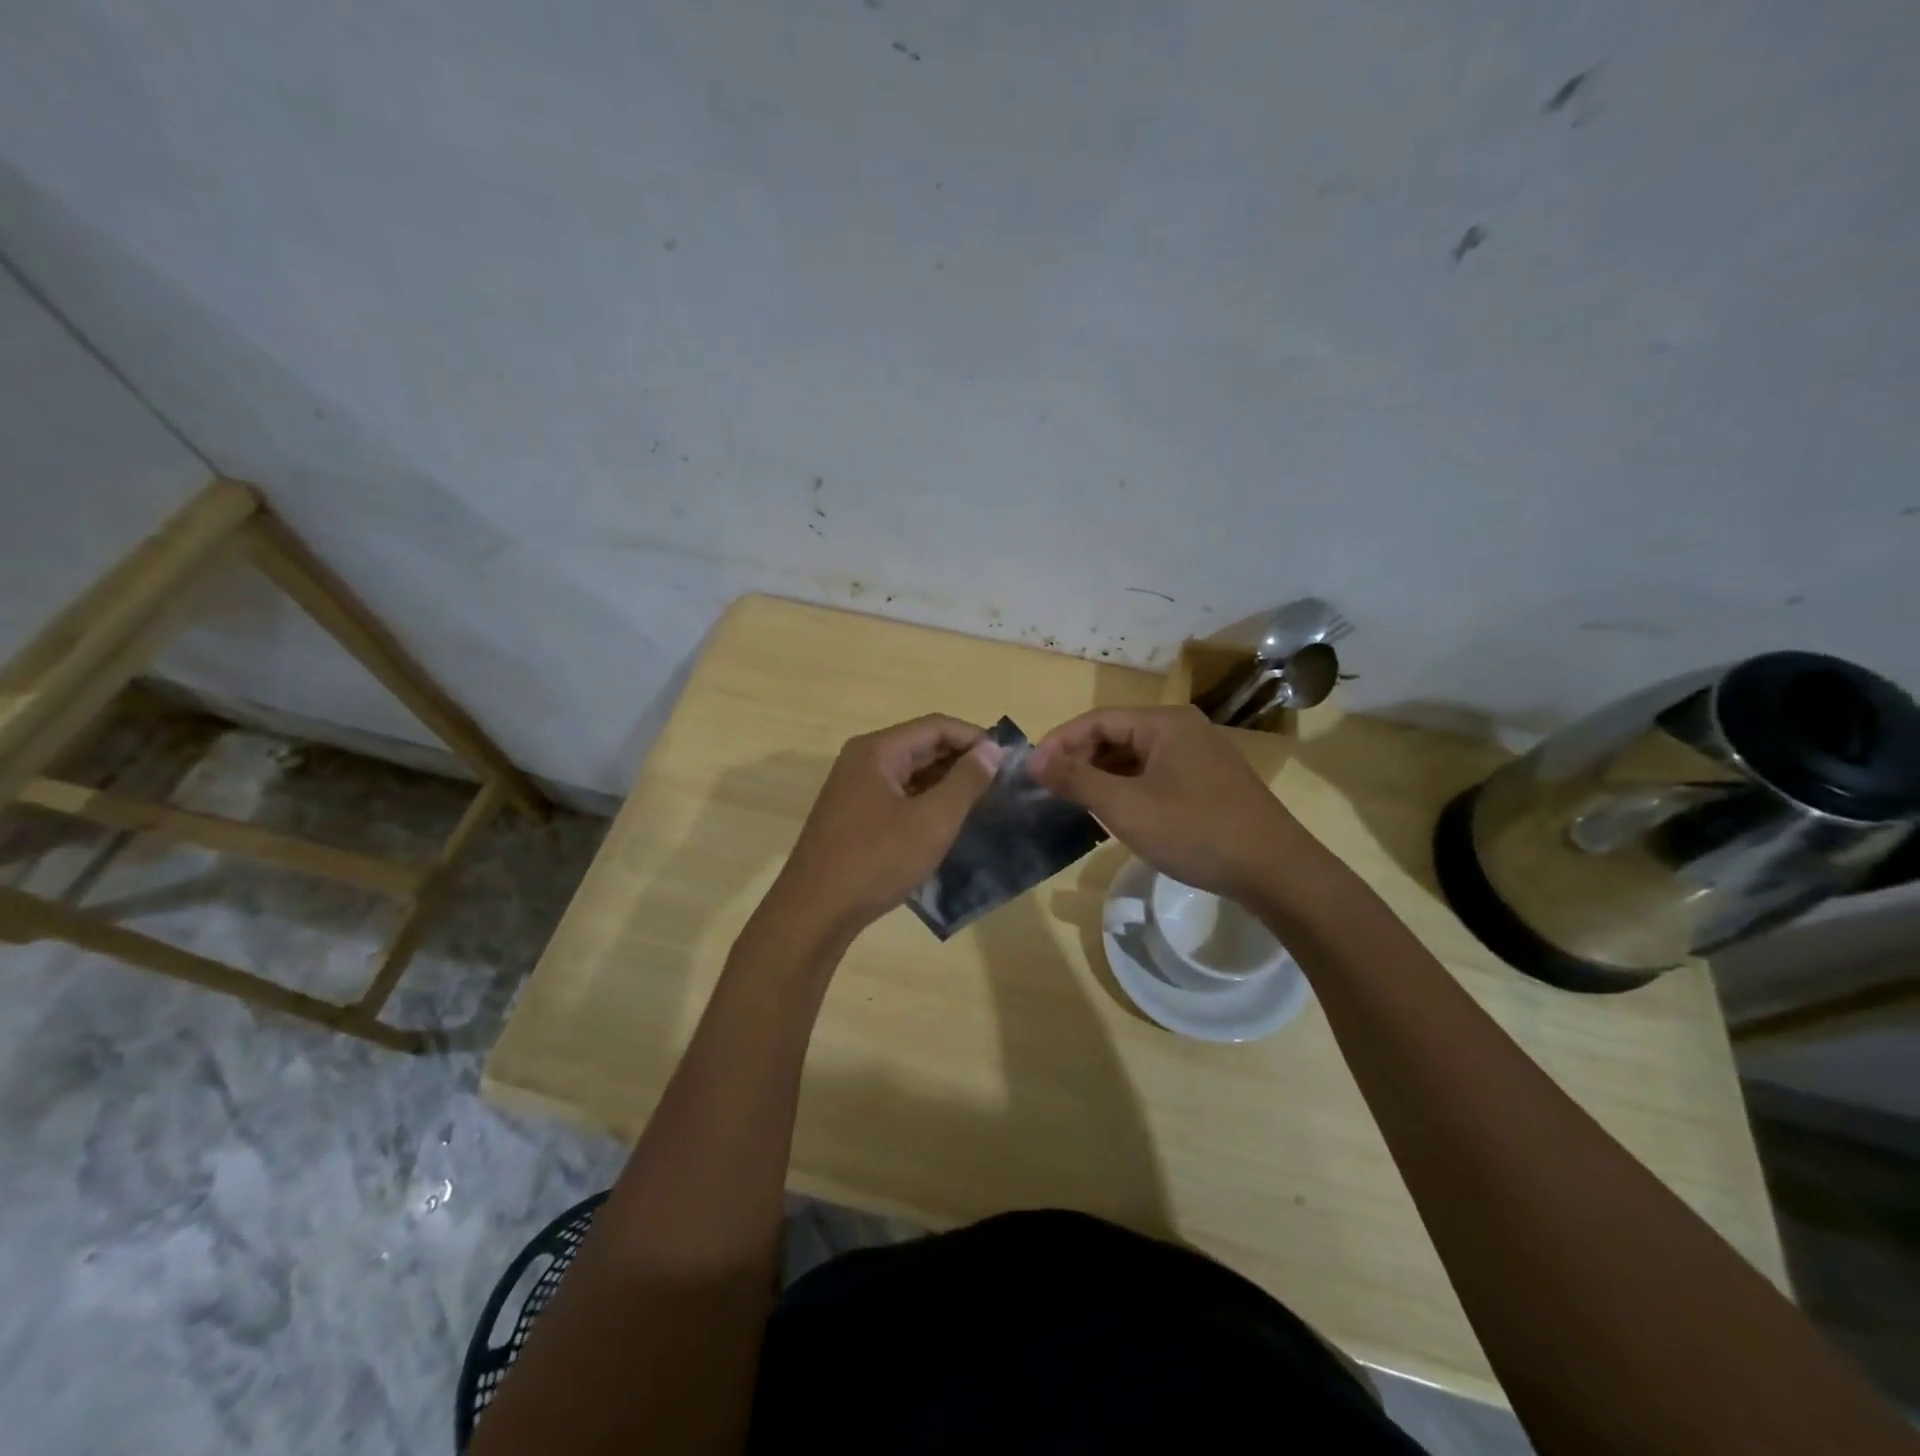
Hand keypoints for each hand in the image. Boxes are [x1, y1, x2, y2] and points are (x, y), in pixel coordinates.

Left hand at [766, 715, 1002, 939]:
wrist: (815, 912)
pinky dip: (925, 800)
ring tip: (982, 802)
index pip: (936, 726)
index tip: (1008, 760)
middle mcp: (863, 760)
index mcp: (877, 750)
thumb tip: (992, 749)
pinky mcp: (854, 814)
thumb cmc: (876, 861)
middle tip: (1000, 783)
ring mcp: (855, 788)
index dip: (975, 738)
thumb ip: (966, 781)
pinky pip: (898, 794)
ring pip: (910, 772)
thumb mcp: (932, 821)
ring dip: (945, 782)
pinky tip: (947, 821)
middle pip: (922, 745)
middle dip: (962, 760)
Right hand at [1029, 705, 1307, 900]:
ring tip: (1075, 804)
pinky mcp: (1209, 783)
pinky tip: (1116, 815)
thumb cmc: (1195, 831)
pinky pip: (1155, 775)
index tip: (1031, 771)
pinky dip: (1128, 789)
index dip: (1060, 742)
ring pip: (1136, 758)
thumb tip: (1033, 760)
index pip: (1098, 720)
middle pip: (1117, 736)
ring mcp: (1200, 756)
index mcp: (1164, 723)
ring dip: (1103, 777)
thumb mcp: (1126, 806)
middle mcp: (1183, 729)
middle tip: (1051, 791)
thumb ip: (1076, 779)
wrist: (1275, 871)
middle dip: (1080, 760)